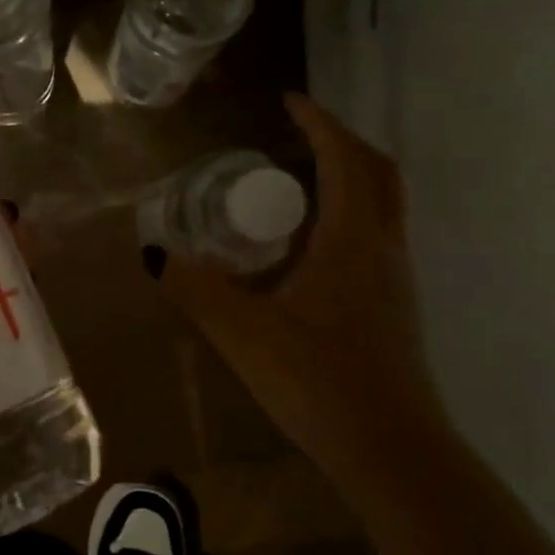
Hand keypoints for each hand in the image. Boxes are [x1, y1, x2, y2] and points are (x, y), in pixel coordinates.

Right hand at [148, 93, 441, 459]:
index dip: (319, 124)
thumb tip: (157, 254)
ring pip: (384, 206)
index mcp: (352, 240)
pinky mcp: (395, 308)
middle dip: (342, 143)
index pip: (345, 159)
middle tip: (299, 136)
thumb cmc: (318, 380)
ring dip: (351, 178)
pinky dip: (351, 215)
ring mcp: (396, 280)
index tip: (288, 102)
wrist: (391, 451)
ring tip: (300, 184)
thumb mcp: (243, 331)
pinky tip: (311, 247)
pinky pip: (377, 236)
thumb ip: (196, 289)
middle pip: (379, 173)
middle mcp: (384, 249)